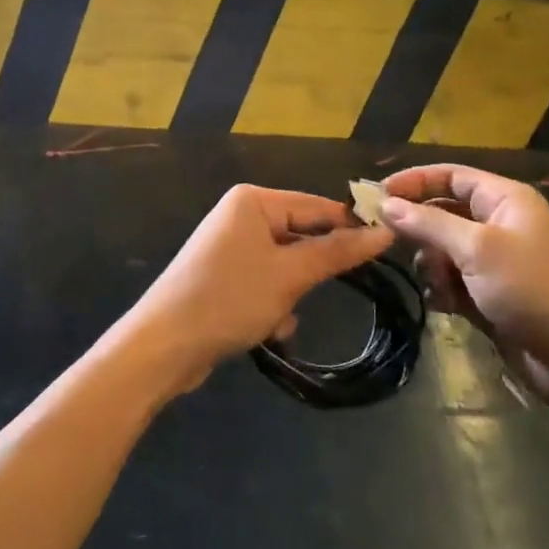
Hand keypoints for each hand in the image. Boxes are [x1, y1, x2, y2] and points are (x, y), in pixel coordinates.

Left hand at [125, 185, 392, 394]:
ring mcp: (230, 247)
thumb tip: (384, 232)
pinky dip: (272, 305)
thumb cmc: (229, 299)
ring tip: (279, 317)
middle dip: (310, 272)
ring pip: (285, 265)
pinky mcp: (224, 277)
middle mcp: (240, 216)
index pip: (316, 206)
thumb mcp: (289, 276)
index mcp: (253, 201)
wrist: (162, 347)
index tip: (386, 250)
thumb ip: (337, 252)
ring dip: (290, 294)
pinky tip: (267, 330)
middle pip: (300, 236)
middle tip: (323, 292)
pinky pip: (265, 282)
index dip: (350, 228)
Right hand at [380, 164, 548, 412]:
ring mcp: (495, 263)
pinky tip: (445, 306)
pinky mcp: (490, 296)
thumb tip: (385, 203)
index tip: (376, 194)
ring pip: (443, 251)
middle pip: (443, 213)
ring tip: (438, 284)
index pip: (450, 177)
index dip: (414, 181)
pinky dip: (443, 291)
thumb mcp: (478, 249)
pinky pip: (453, 282)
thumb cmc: (534, 289)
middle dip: (419, 228)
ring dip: (432, 265)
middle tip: (386, 241)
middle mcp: (499, 225)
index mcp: (505, 200)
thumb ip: (429, 224)